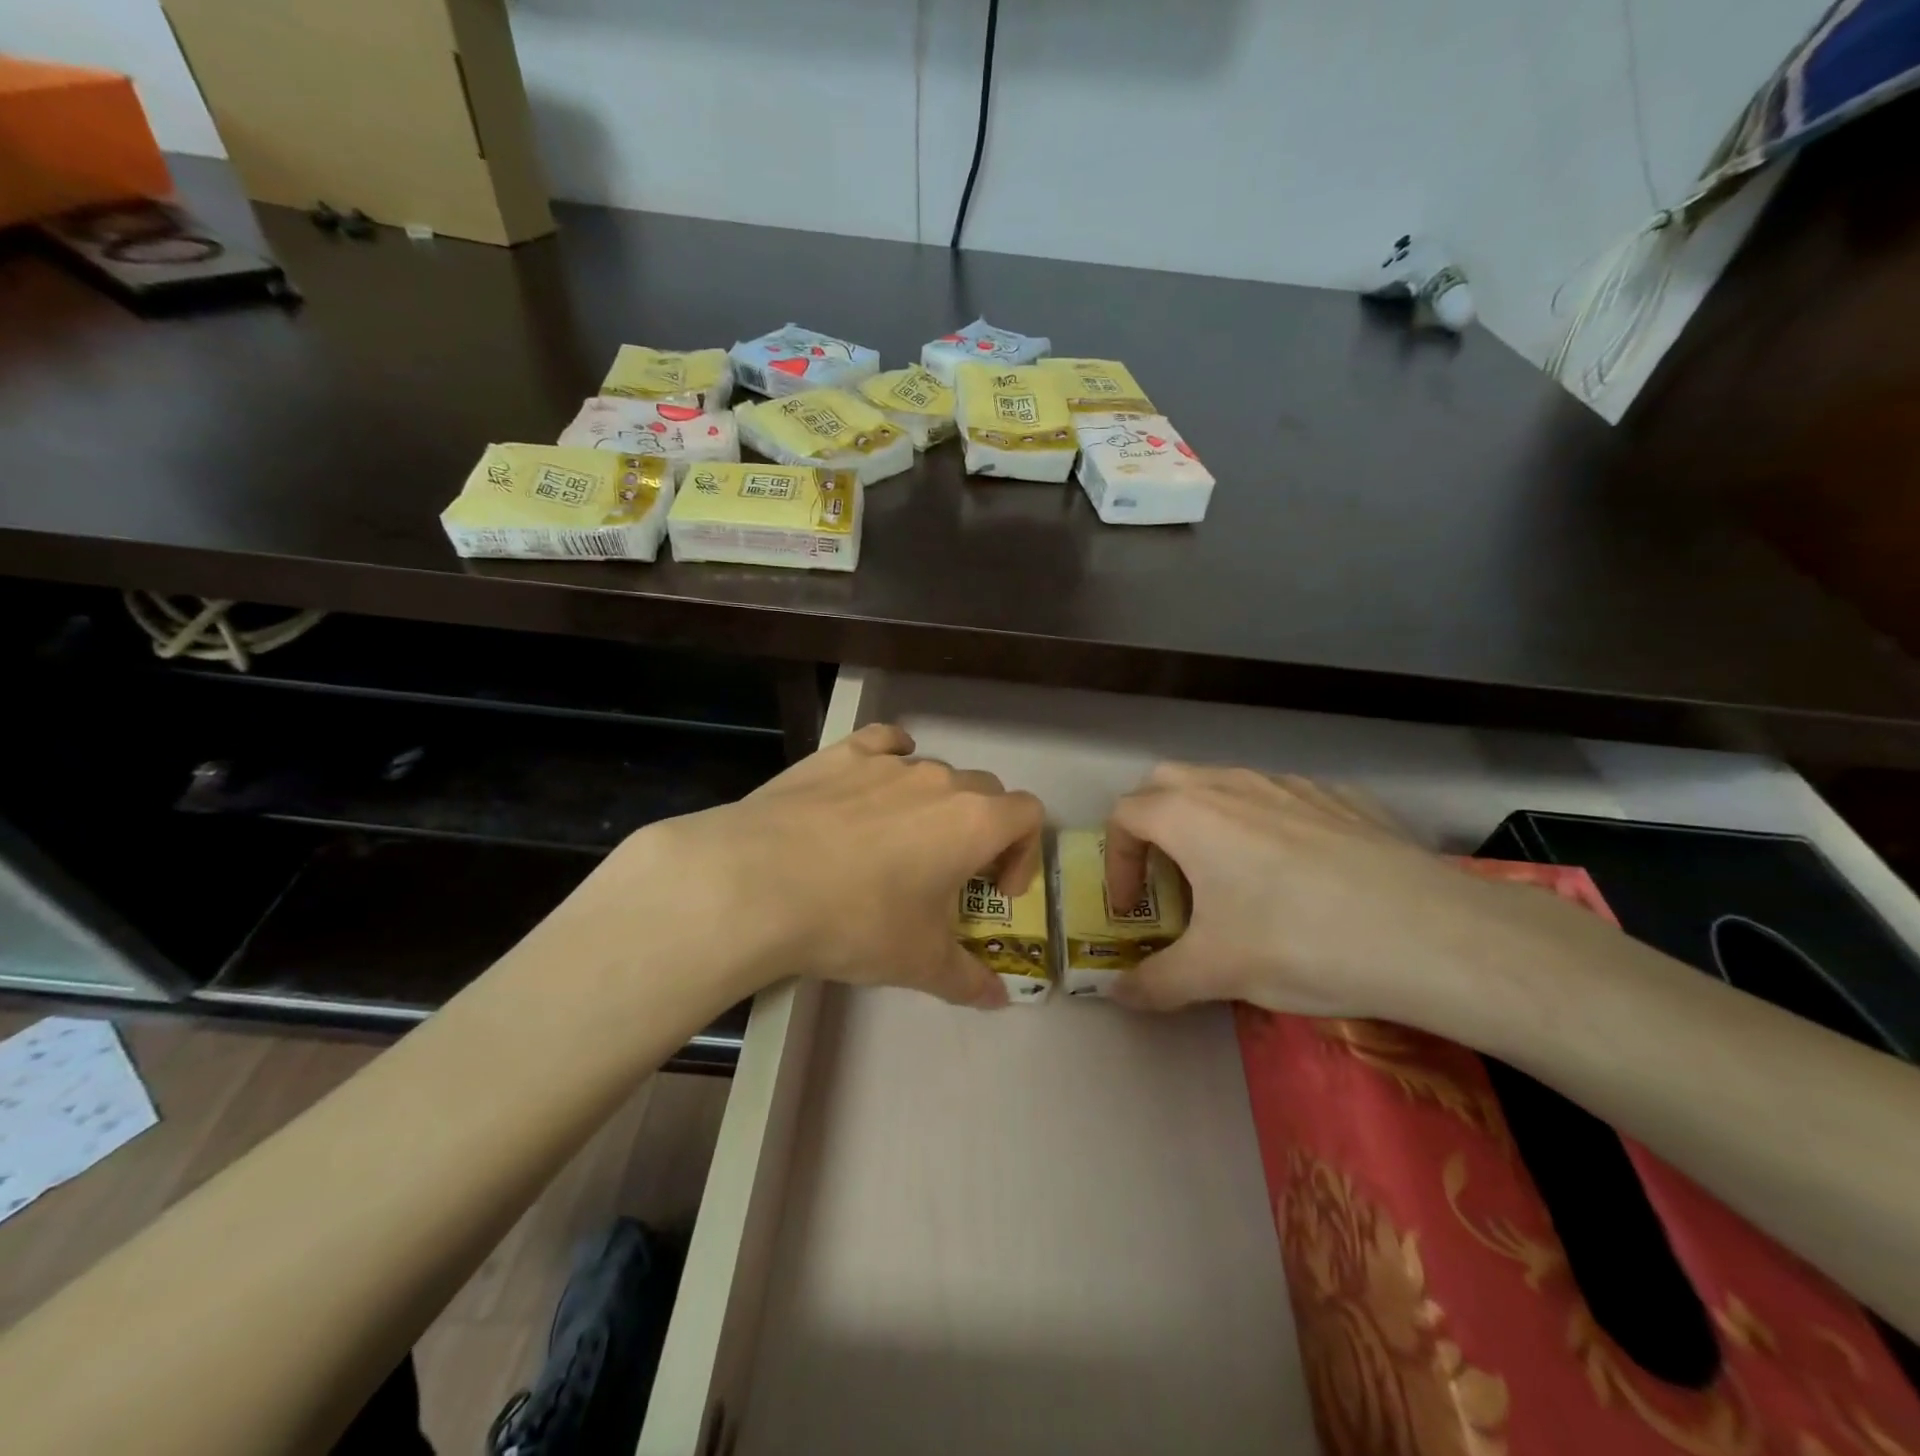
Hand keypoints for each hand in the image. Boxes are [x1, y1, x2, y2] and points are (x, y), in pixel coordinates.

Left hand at [573, 723, 1043, 1006]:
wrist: (760, 882)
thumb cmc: (857, 921)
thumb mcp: (918, 963)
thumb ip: (968, 980)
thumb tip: (997, 1000)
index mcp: (974, 822)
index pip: (1027, 813)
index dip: (1023, 852)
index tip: (994, 890)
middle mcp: (939, 780)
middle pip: (984, 791)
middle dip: (981, 830)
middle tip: (951, 875)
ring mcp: (887, 763)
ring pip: (932, 772)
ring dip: (933, 805)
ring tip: (898, 845)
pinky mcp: (841, 754)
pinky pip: (883, 744)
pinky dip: (890, 760)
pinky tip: (871, 787)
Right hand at [1102, 764, 1598, 1023]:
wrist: (1430, 934)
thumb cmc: (1298, 942)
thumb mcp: (1215, 973)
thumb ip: (1154, 983)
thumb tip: (1117, 995)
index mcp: (1189, 815)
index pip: (1125, 817)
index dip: (1116, 862)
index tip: (1131, 908)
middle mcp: (1232, 785)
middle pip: (1166, 783)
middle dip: (1152, 824)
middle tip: (1168, 877)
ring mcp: (1291, 784)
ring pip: (1226, 785)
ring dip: (1208, 820)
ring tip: (1231, 876)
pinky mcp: (1341, 798)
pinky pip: (1283, 799)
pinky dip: (1267, 823)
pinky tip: (1299, 872)